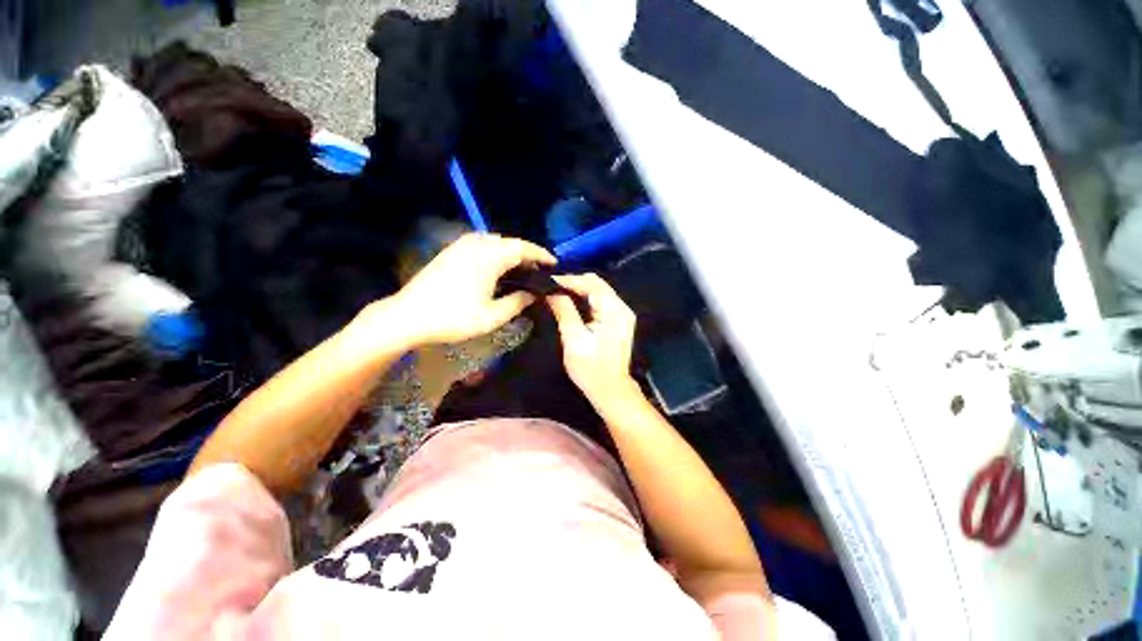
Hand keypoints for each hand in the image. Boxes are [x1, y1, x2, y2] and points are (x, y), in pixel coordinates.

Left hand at [377, 233, 555, 345]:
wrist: (408, 316)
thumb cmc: (453, 318)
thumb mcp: (492, 316)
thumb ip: (517, 302)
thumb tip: (533, 294)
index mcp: (489, 257)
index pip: (523, 248)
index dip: (541, 254)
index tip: (554, 263)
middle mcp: (476, 244)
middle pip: (510, 242)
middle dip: (527, 254)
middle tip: (538, 270)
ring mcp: (461, 245)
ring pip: (495, 241)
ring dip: (511, 252)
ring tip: (520, 269)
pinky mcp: (451, 251)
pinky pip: (481, 244)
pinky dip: (495, 252)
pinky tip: (496, 267)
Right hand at [547, 273, 638, 405]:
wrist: (611, 390)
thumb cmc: (591, 369)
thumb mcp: (573, 339)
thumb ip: (564, 311)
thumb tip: (551, 291)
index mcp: (614, 310)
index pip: (590, 283)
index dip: (568, 280)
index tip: (547, 281)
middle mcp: (622, 307)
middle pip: (597, 284)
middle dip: (573, 282)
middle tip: (551, 287)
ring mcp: (622, 313)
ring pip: (598, 291)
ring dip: (578, 290)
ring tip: (557, 293)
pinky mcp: (618, 320)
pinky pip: (601, 301)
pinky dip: (585, 299)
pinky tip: (571, 303)